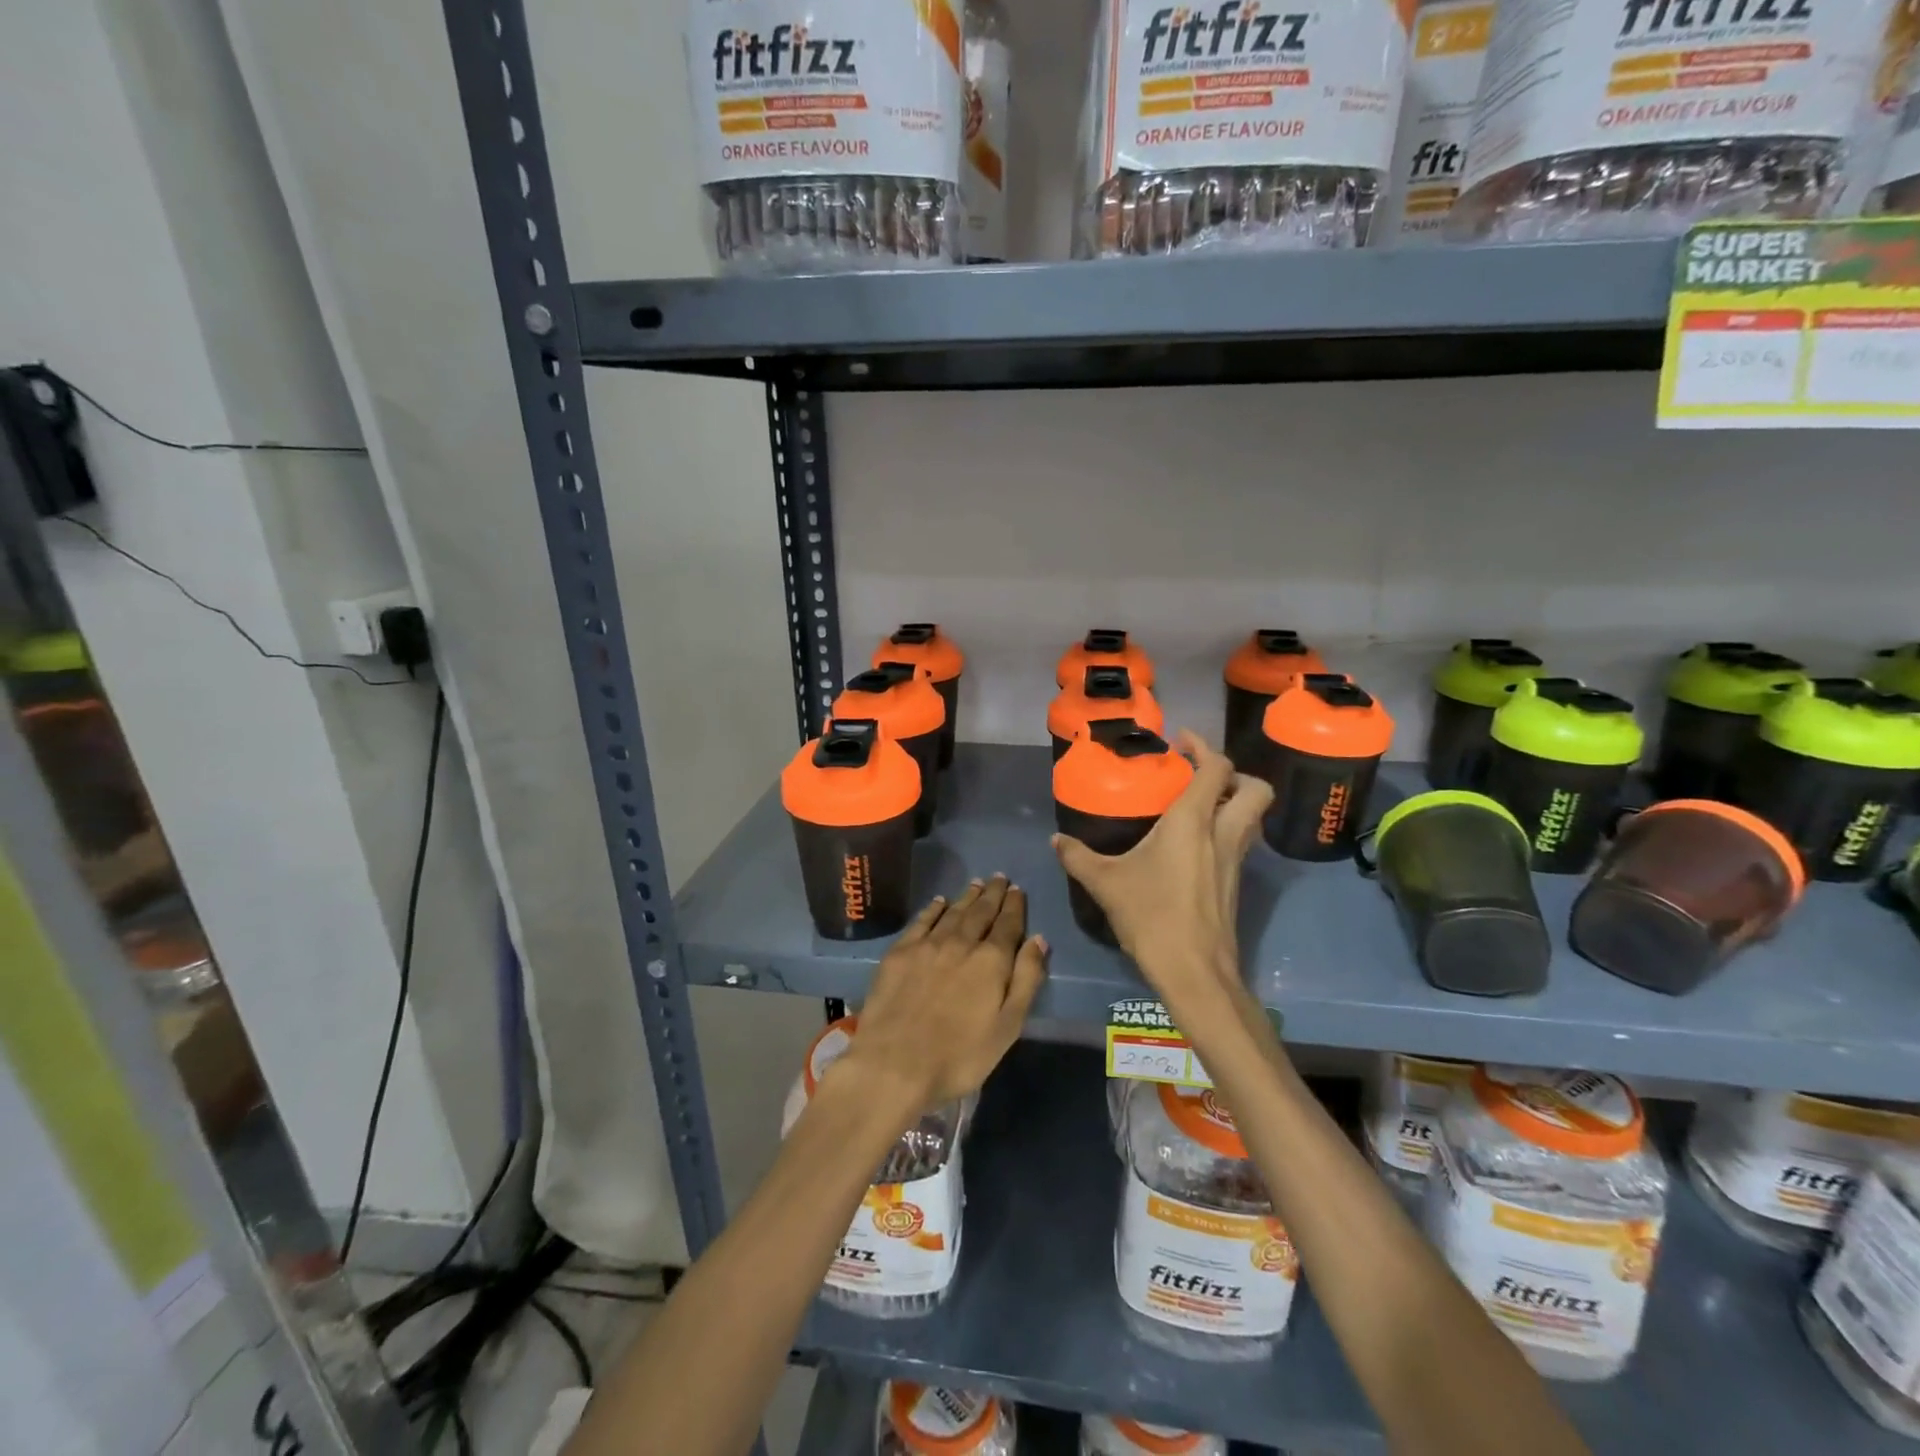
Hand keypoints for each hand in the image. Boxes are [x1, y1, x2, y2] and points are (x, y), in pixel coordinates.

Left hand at [839, 876, 1048, 1111]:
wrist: (894, 1063)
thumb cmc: (959, 1056)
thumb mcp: (1007, 1027)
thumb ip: (1026, 980)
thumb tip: (1039, 939)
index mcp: (991, 961)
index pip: (1008, 924)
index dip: (1015, 906)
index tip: (1018, 890)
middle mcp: (961, 942)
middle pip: (981, 911)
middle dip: (993, 894)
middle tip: (1000, 878)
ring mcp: (927, 944)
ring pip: (953, 912)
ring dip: (967, 896)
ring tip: (977, 883)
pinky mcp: (900, 952)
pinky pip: (922, 920)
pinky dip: (934, 908)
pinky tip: (940, 902)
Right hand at [1052, 732, 1270, 1013]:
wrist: (1194, 970)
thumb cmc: (1151, 916)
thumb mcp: (1105, 883)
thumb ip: (1078, 856)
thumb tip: (1056, 840)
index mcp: (1193, 821)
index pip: (1217, 769)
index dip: (1204, 747)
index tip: (1181, 741)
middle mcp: (1222, 833)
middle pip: (1256, 789)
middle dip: (1235, 774)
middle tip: (1202, 775)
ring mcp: (1235, 860)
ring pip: (1253, 817)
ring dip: (1234, 801)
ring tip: (1198, 805)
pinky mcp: (1236, 883)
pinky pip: (1241, 841)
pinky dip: (1227, 829)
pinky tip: (1195, 845)